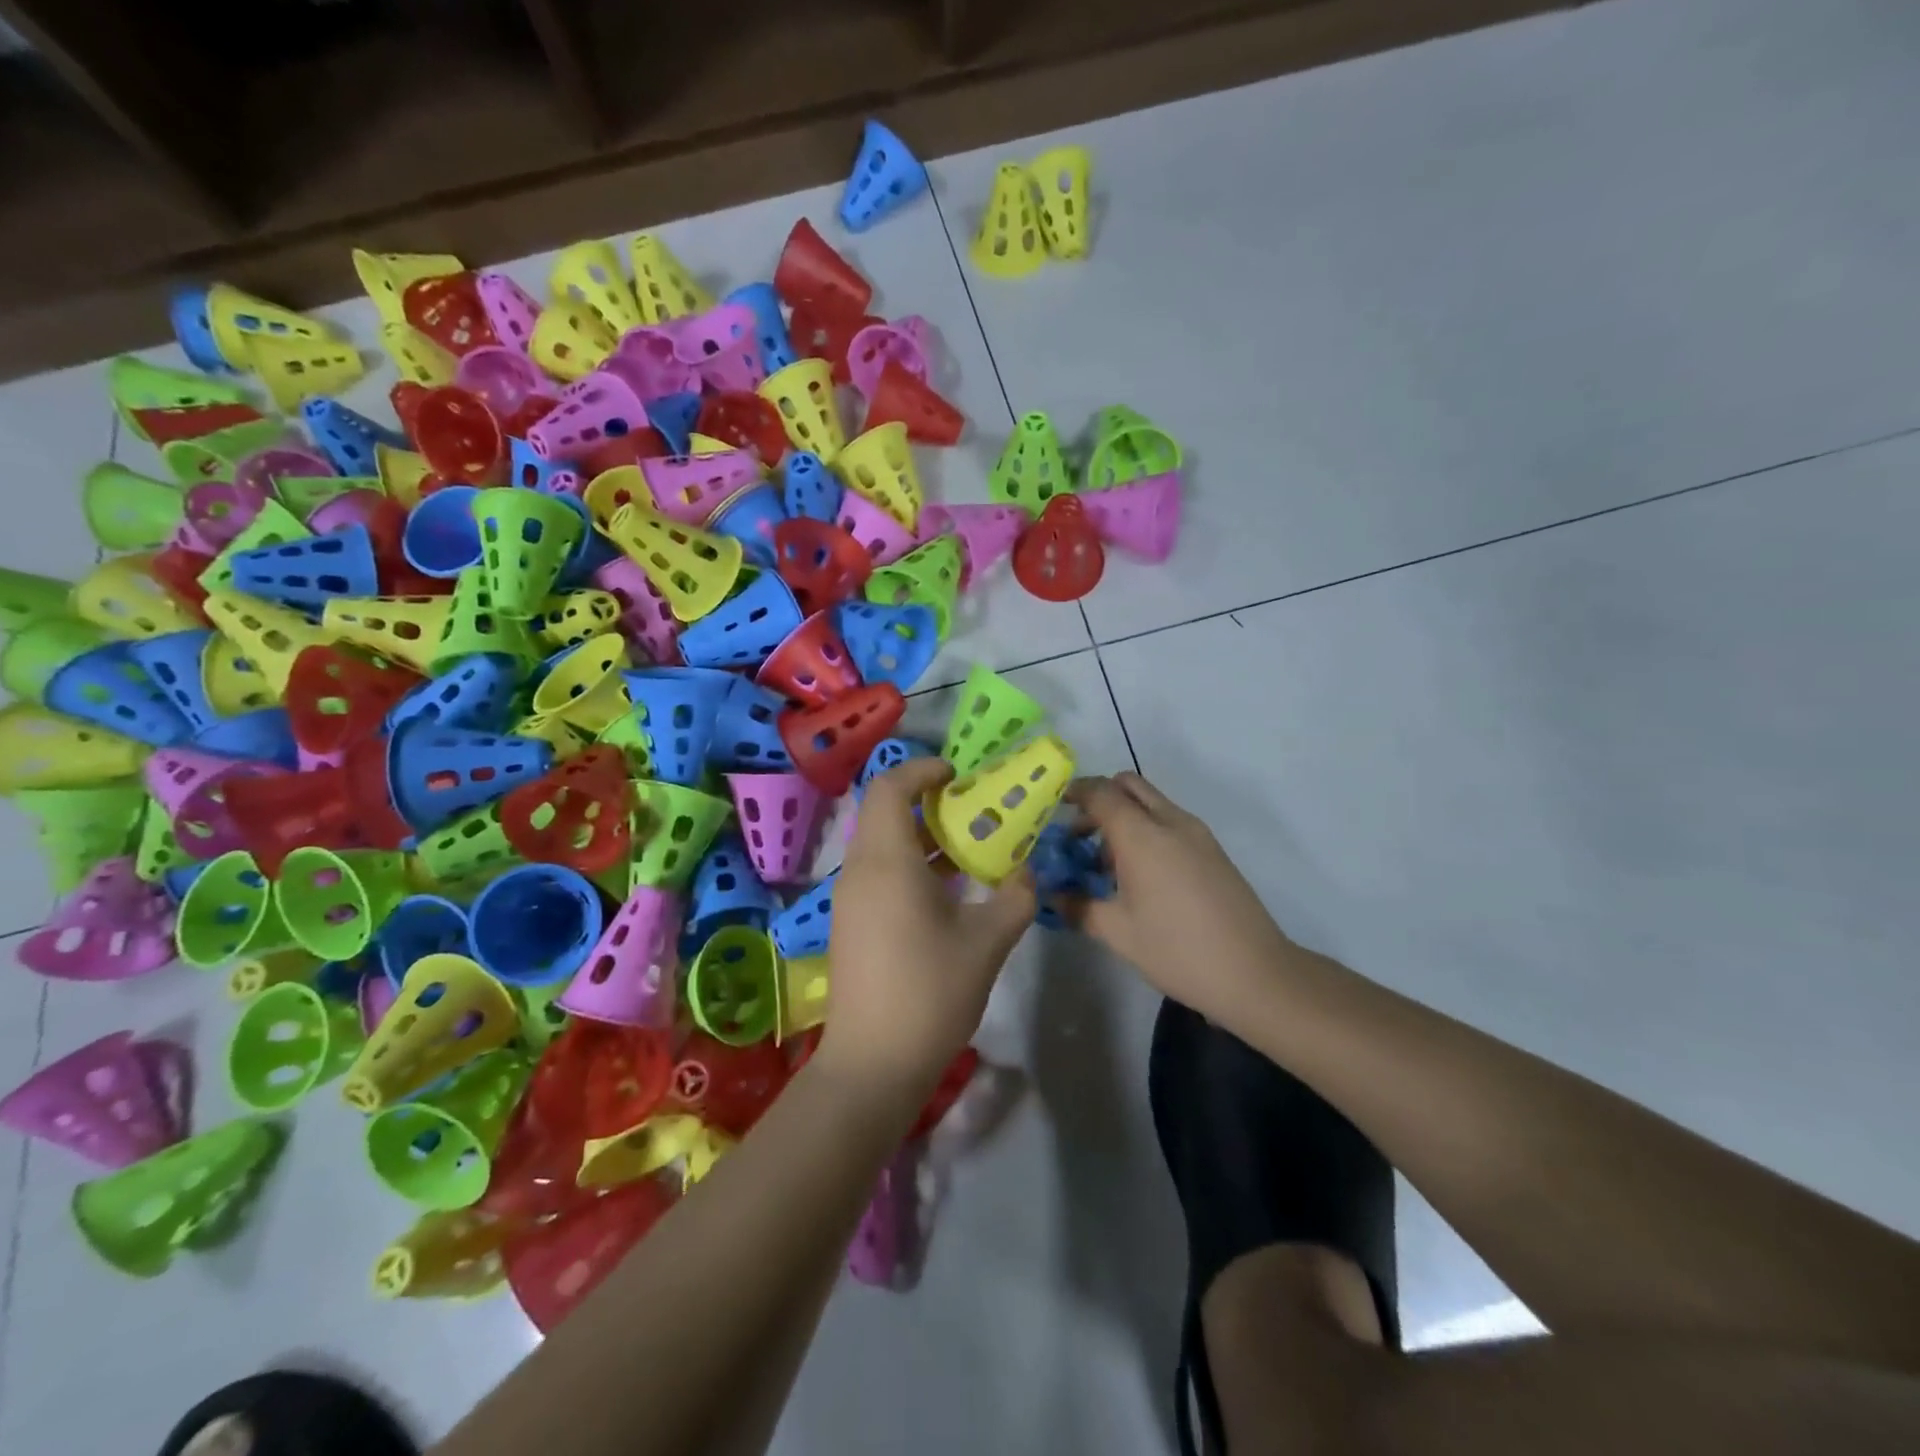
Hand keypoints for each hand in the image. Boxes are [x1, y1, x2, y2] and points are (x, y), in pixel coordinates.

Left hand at [822, 758, 1034, 1099]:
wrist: (874, 1063)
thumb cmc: (930, 991)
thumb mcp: (988, 941)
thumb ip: (1015, 896)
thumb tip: (1026, 872)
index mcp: (886, 861)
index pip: (890, 787)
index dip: (922, 770)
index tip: (957, 774)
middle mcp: (859, 870)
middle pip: (883, 812)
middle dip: (926, 802)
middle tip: (971, 809)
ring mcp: (850, 898)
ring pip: (881, 845)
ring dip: (921, 836)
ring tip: (967, 848)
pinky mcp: (851, 923)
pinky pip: (879, 873)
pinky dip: (910, 865)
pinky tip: (947, 891)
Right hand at [1062, 772, 1293, 1022]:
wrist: (1255, 973)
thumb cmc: (1177, 950)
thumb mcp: (1117, 933)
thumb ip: (1077, 906)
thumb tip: (1050, 894)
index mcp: (1142, 835)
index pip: (1101, 792)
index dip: (1074, 793)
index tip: (1052, 809)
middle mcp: (1170, 822)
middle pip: (1129, 786)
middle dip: (1099, 800)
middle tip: (1078, 835)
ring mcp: (1197, 834)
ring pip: (1151, 803)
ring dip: (1123, 817)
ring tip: (1104, 865)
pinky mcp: (1212, 850)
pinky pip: (1169, 822)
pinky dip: (1146, 831)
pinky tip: (1138, 876)